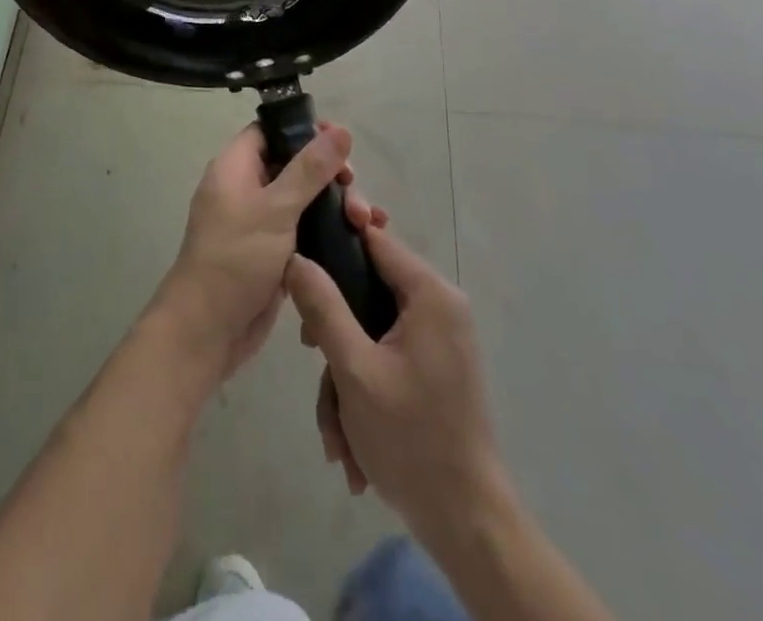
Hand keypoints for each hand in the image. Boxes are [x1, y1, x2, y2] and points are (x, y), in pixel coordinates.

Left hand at [154, 122, 376, 380]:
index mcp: (235, 168)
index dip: (304, 131)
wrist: (206, 332)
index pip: (271, 131)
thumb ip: (310, 170)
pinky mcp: (273, 253)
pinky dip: (329, 231)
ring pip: (304, 200)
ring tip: (367, 222)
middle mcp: (246, 189)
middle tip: (355, 191)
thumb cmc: (236, 259)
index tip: (340, 144)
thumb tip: (340, 130)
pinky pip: (305, 230)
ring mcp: (259, 223)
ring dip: (336, 206)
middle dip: (330, 176)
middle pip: (294, 165)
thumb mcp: (276, 209)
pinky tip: (361, 239)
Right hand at [287, 223, 506, 549]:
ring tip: (337, 437)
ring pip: (370, 332)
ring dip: (344, 379)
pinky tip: (352, 445)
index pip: (374, 238)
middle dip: (334, 335)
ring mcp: (438, 339)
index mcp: (430, 293)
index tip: (298, 260)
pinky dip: (363, 394)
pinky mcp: (433, 367)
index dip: (334, 240)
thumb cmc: (411, 440)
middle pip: (366, 290)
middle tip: (311, 357)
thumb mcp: (354, 370)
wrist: (467, 524)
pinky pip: (385, 358)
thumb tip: (295, 257)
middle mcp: (439, 306)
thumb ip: (323, 307)